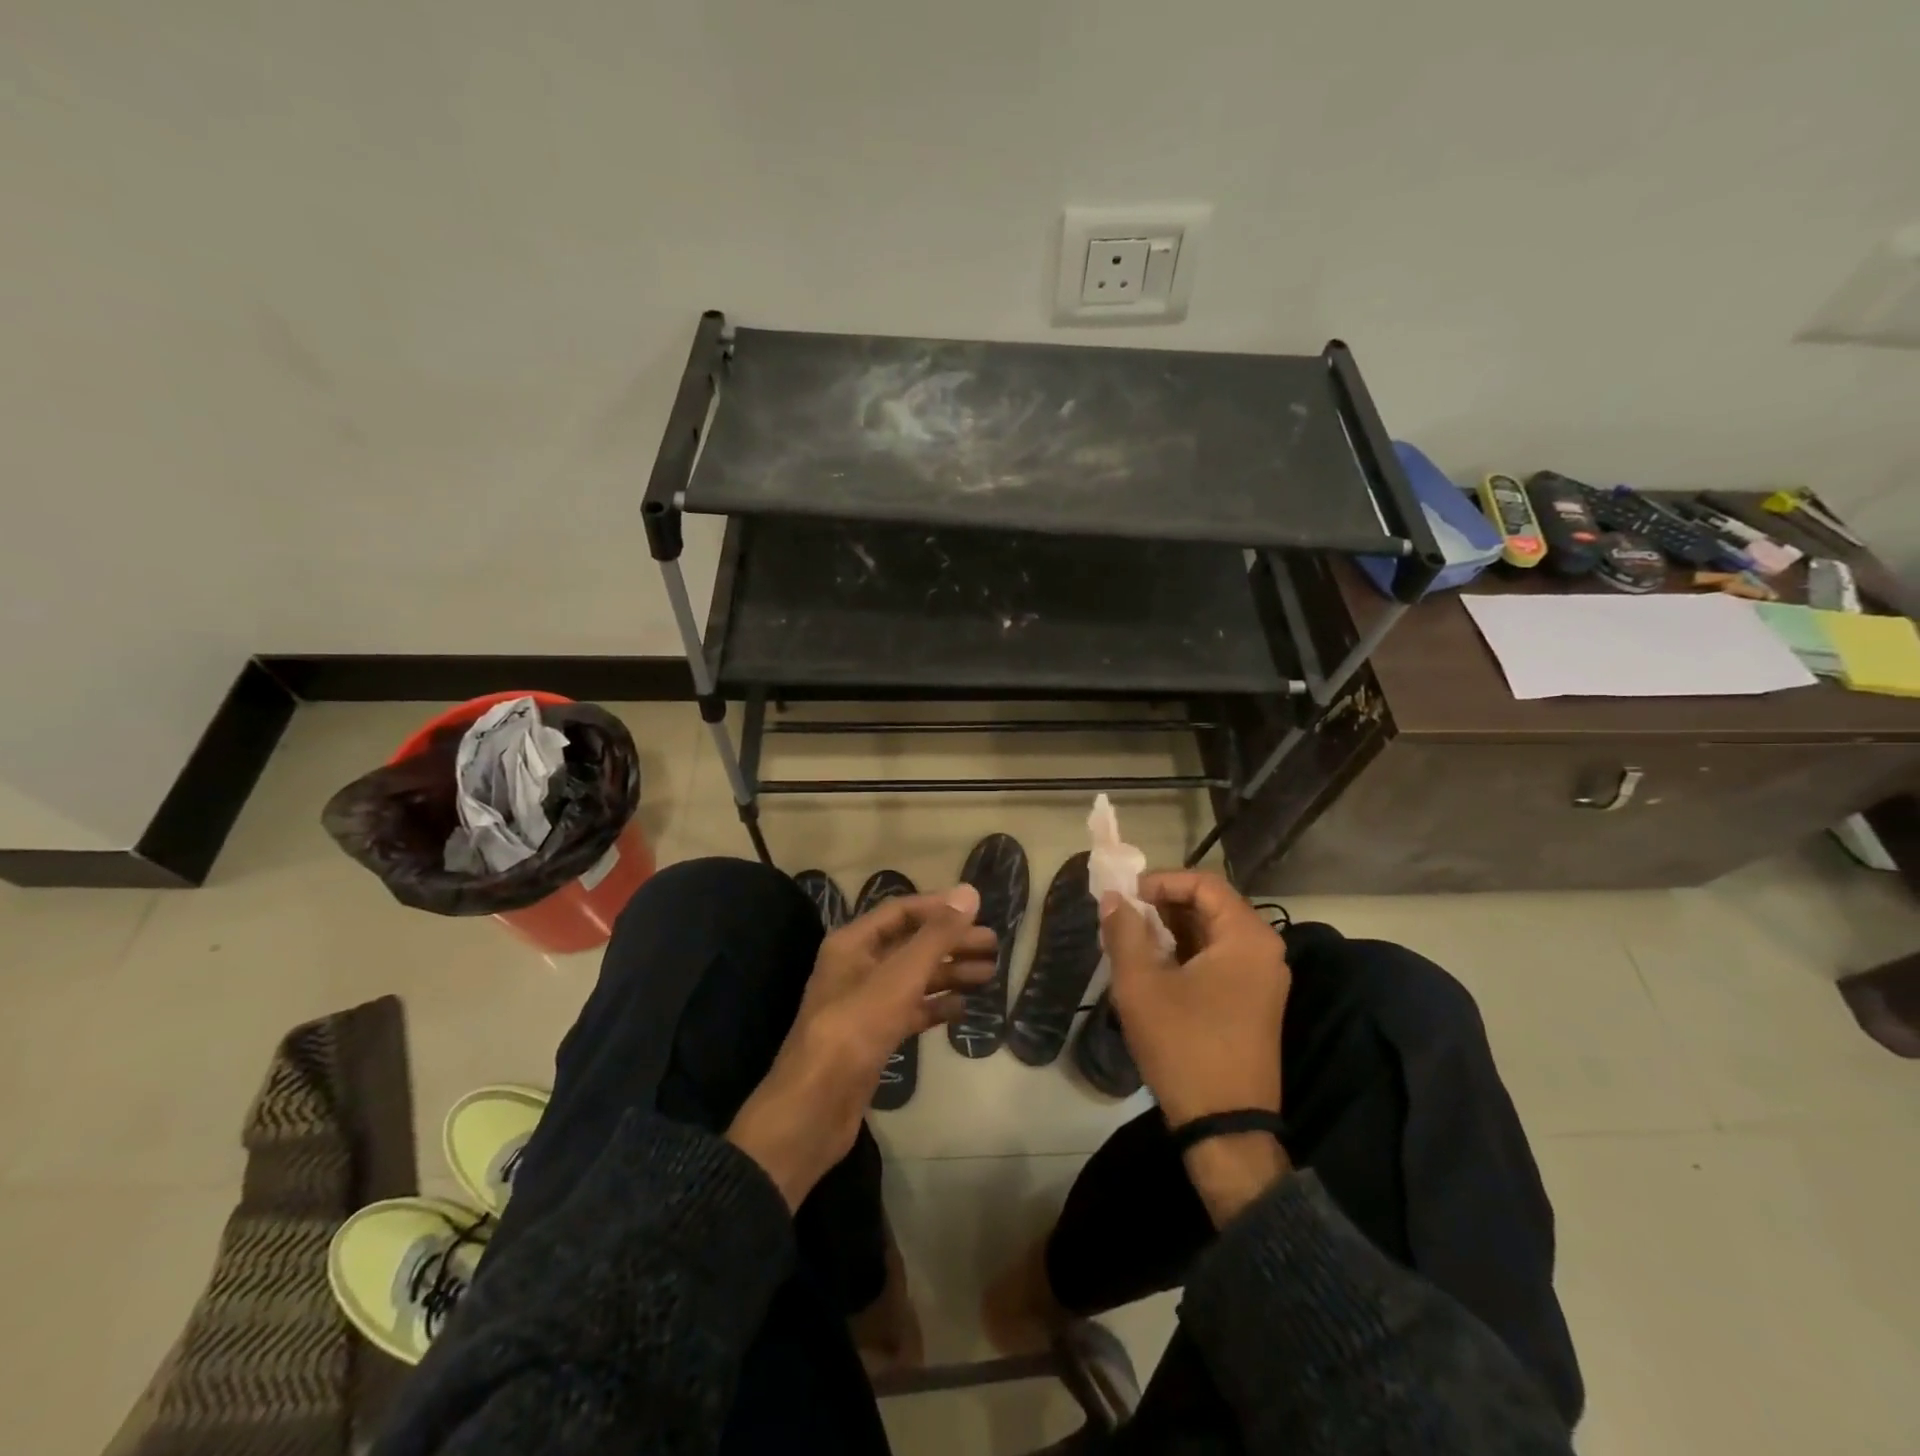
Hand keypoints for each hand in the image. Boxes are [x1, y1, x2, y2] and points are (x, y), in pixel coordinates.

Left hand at [728, 885, 995, 1208]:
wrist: (815, 1106)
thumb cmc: (856, 1028)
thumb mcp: (900, 976)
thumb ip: (937, 935)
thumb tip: (970, 892)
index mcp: (853, 943)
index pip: (901, 912)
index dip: (939, 908)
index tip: (978, 911)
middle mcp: (857, 967)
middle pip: (911, 945)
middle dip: (951, 942)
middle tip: (993, 945)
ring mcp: (865, 1004)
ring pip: (913, 979)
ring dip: (949, 973)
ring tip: (989, 973)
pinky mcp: (873, 1038)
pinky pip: (910, 1011)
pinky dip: (935, 1007)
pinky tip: (963, 1009)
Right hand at [1100, 870, 1290, 1129]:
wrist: (1225, 1126)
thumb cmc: (1184, 1045)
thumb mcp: (1141, 985)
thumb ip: (1124, 931)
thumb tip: (1113, 898)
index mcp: (1247, 938)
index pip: (1204, 883)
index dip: (1161, 881)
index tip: (1125, 897)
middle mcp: (1265, 951)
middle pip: (1211, 906)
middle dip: (1163, 906)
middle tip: (1124, 918)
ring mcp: (1264, 979)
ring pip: (1213, 934)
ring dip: (1173, 931)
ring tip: (1132, 942)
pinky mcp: (1255, 1003)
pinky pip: (1220, 960)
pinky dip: (1187, 954)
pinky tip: (1155, 968)